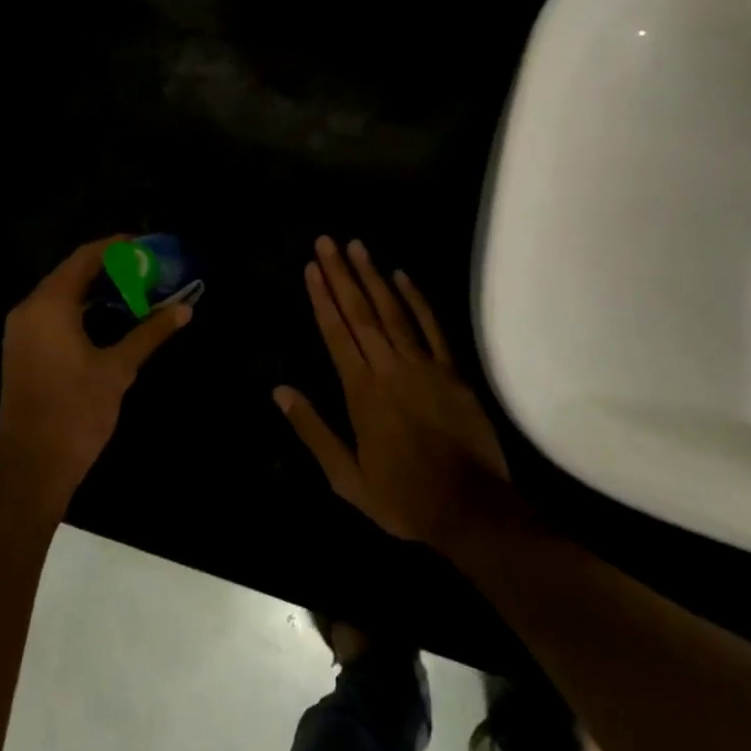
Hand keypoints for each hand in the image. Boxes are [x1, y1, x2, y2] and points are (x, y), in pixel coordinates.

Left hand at [0, 236, 192, 515]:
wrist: (31, 468)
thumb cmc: (75, 413)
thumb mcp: (118, 370)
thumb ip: (150, 333)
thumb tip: (184, 309)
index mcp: (49, 305)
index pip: (85, 258)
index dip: (117, 248)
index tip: (147, 246)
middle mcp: (29, 309)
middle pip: (72, 272)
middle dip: (110, 267)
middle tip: (147, 267)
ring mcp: (22, 330)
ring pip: (62, 293)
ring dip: (96, 287)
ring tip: (135, 287)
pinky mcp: (23, 349)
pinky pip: (53, 312)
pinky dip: (81, 306)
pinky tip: (110, 315)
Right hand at [275, 236, 513, 552]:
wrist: (471, 510)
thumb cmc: (402, 497)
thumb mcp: (346, 477)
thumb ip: (313, 430)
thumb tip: (279, 391)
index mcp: (361, 391)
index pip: (336, 333)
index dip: (322, 298)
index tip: (311, 268)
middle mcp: (389, 368)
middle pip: (361, 312)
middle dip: (341, 275)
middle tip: (327, 241)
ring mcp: (424, 365)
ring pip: (393, 311)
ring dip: (373, 276)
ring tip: (357, 246)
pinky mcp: (452, 371)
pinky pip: (432, 327)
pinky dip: (416, 299)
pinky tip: (402, 275)